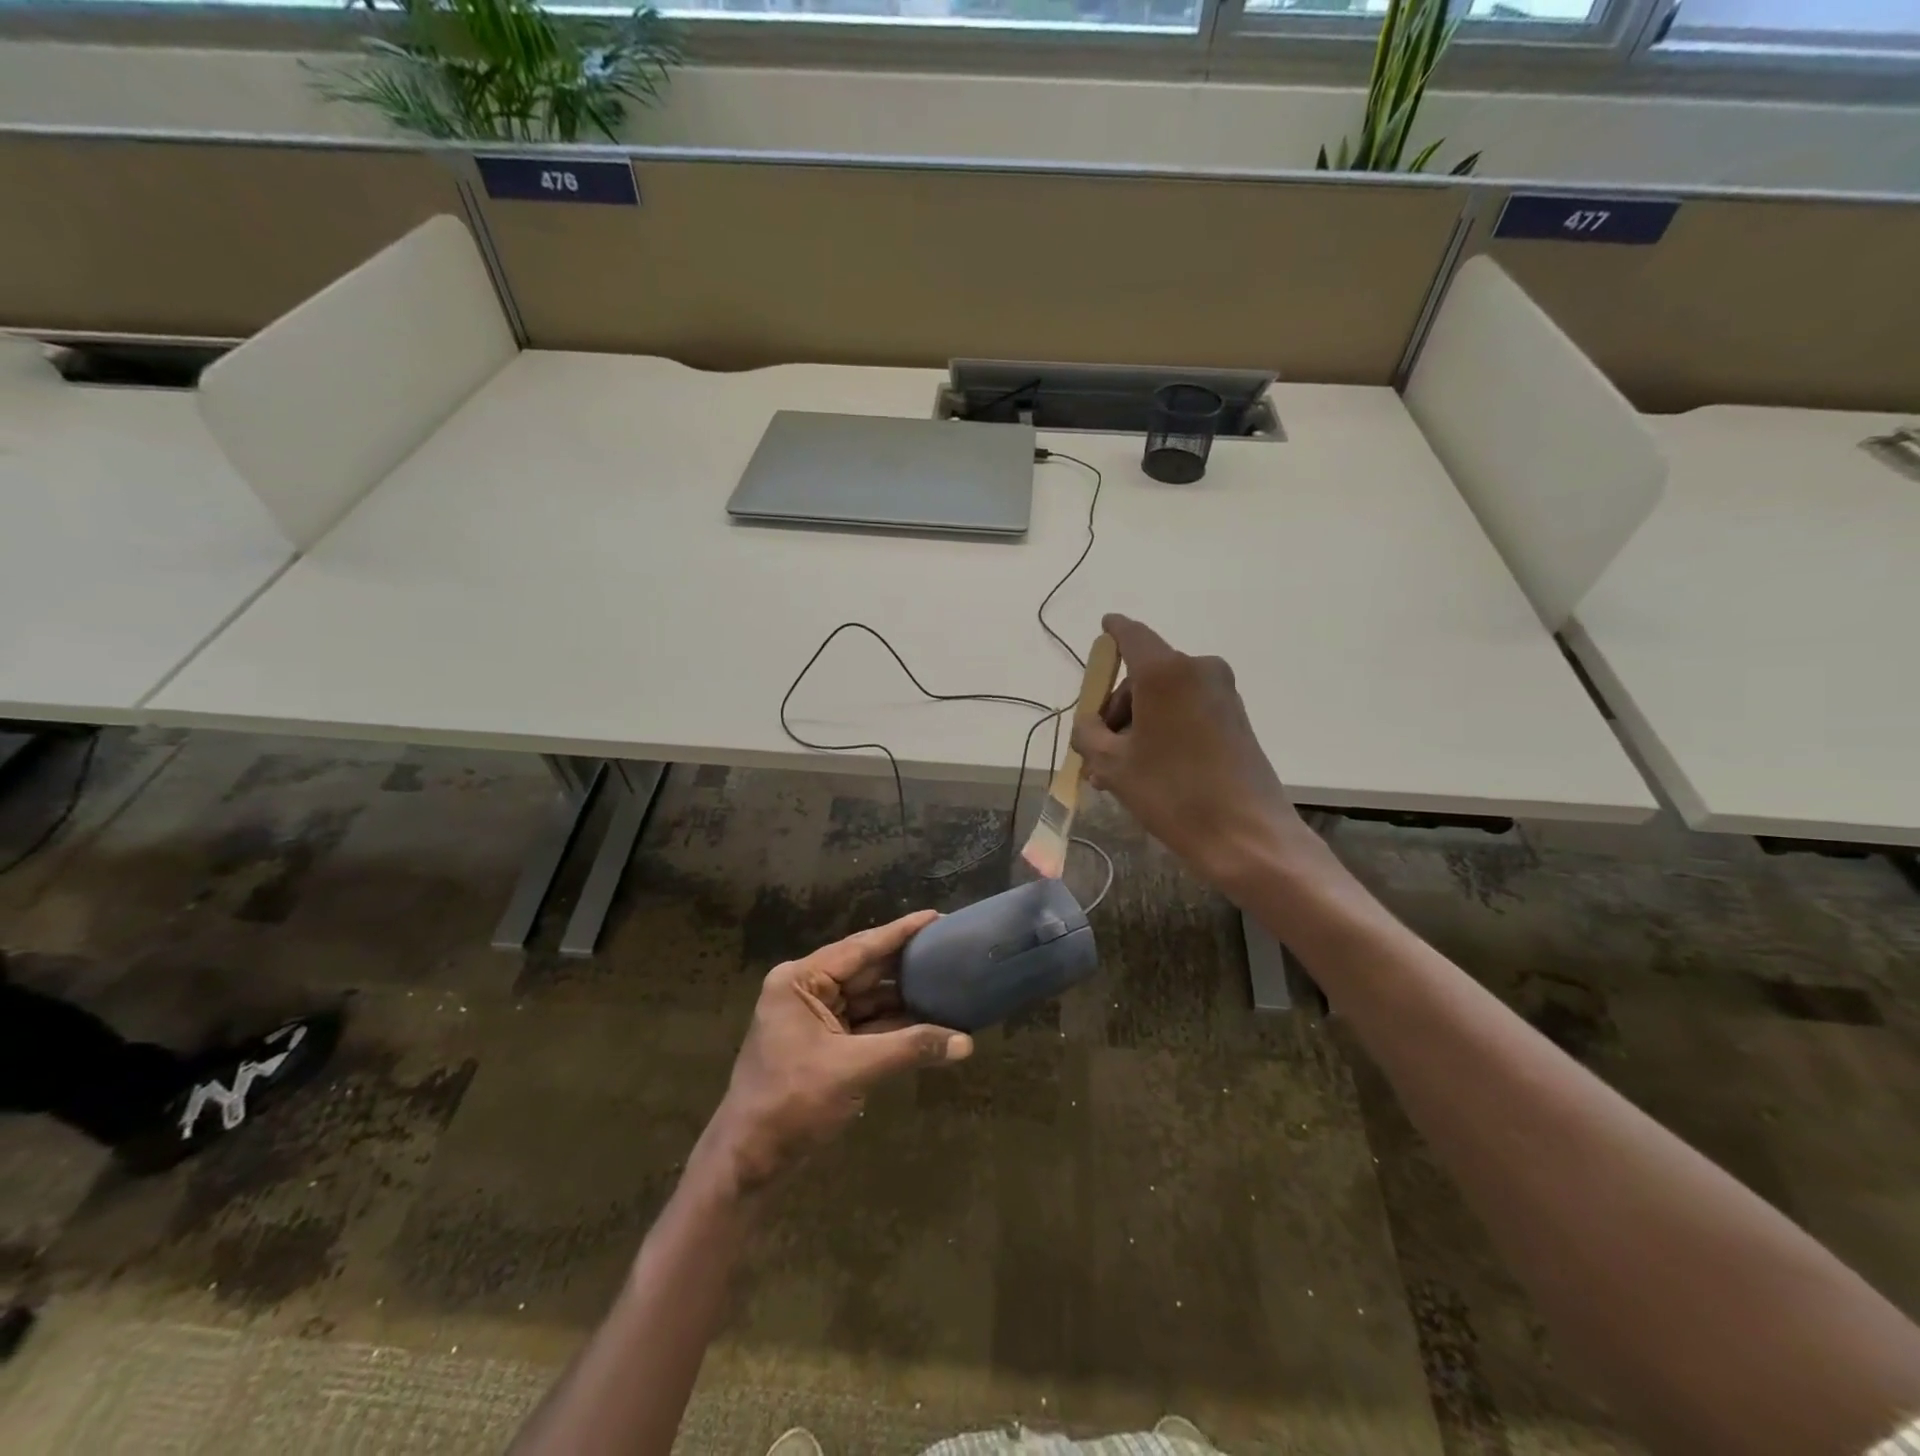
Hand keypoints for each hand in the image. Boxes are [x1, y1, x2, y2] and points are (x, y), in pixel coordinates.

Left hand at [697, 911, 971, 1191]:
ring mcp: (815, 1017)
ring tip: (946, 980)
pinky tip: (928, 1019)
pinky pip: (866, 1023)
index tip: (936, 915)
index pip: (859, 948)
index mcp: (801, 981)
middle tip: (949, 946)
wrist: (749, 1160)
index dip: (900, 933)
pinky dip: (894, 1024)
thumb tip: (966, 1043)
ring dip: (904, 996)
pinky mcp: (825, 1044)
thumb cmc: (792, 1102)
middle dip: (906, 963)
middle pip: (865, 969)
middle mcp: (807, 990)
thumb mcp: (854, 1069)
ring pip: (868, 998)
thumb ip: (910, 1048)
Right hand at [1070, 613, 1323, 891]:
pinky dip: (1163, 730)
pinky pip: (1186, 711)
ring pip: (1164, 698)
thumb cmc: (1172, 792)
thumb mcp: (1112, 765)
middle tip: (1096, 752)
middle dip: (1116, 708)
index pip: (1131, 634)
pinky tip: (1147, 769)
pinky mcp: (1235, 717)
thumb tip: (1089, 723)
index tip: (1104, 627)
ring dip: (1137, 725)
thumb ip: (1088, 733)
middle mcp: (1197, 670)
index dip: (1113, 631)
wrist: (1247, 834)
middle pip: (1143, 675)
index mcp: (1164, 672)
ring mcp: (1221, 693)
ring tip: (1117, 773)